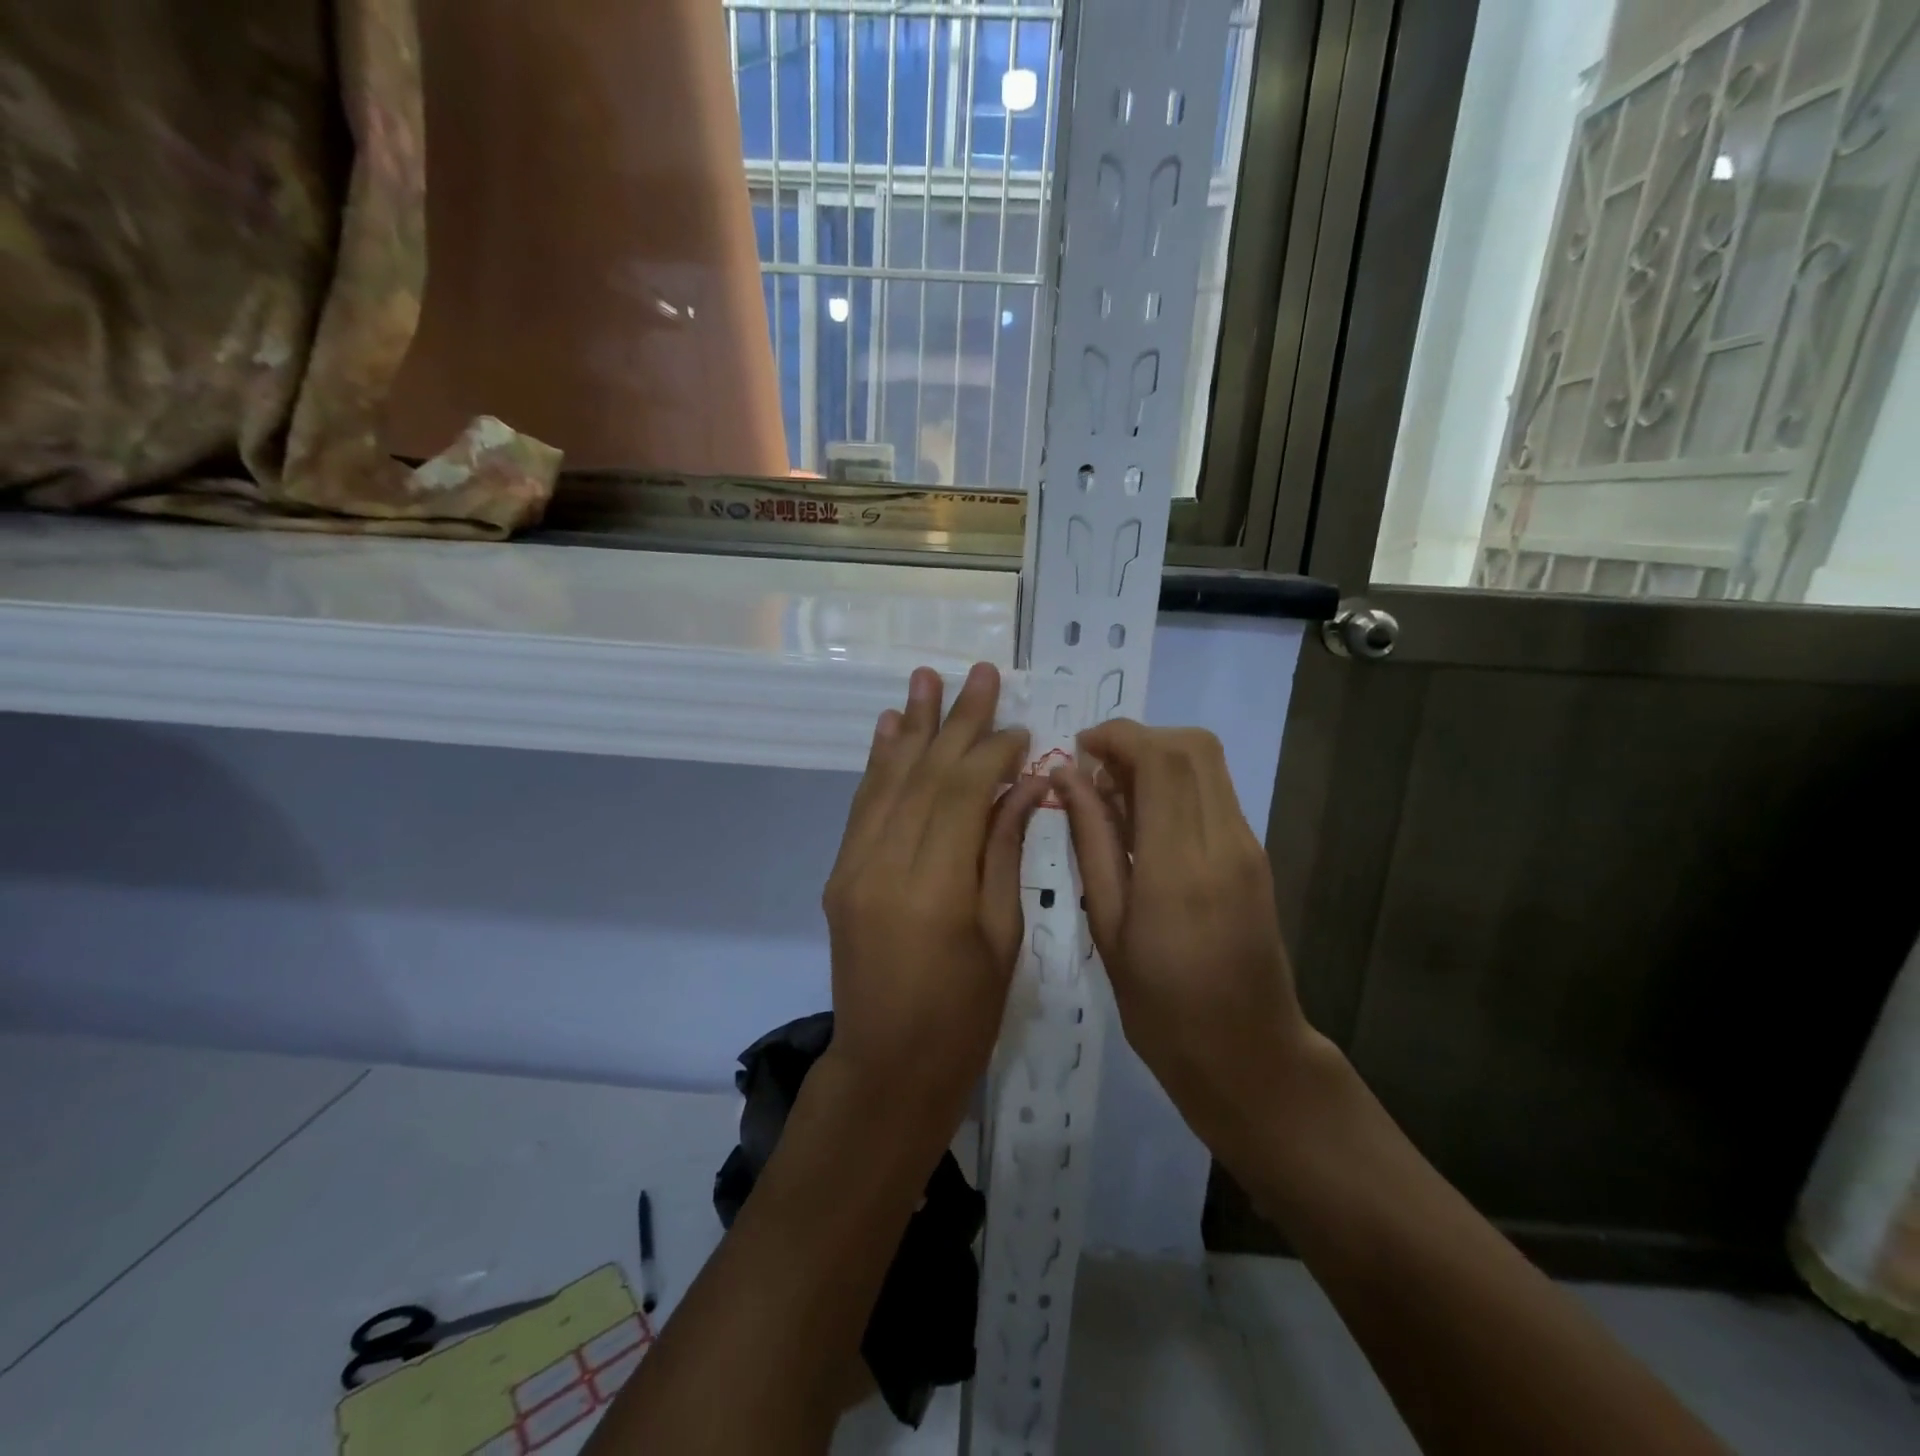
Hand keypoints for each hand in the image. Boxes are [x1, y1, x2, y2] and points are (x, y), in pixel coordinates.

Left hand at [822, 663, 1049, 1141]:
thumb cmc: (965, 1015)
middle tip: (980, 672)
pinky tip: (890, 728)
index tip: (1020, 727)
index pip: (962, 792)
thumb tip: (1027, 783)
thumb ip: (1005, 850)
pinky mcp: (841, 873)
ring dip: (912, 726)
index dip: (992, 752)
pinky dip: (879, 763)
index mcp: (933, 888)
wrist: (888, 1066)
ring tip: (927, 677)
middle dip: (956, 720)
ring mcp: (853, 866)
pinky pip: (863, 806)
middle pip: (925, 774)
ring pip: (888, 780)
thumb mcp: (1003, 935)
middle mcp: (884, 865)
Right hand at [1052, 721, 1325, 1153]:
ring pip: (1208, 763)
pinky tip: (1143, 820)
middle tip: (1093, 769)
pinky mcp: (1255, 854)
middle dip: (1139, 738)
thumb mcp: (1108, 926)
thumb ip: (1091, 841)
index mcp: (1180, 866)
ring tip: (1112, 795)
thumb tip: (1067, 777)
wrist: (1247, 1055)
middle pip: (1194, 746)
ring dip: (1157, 758)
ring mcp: (1248, 846)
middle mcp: (1224, 842)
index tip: (1078, 749)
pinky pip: (1214, 793)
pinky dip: (1176, 783)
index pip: (1161, 759)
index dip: (1118, 736)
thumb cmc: (1161, 1007)